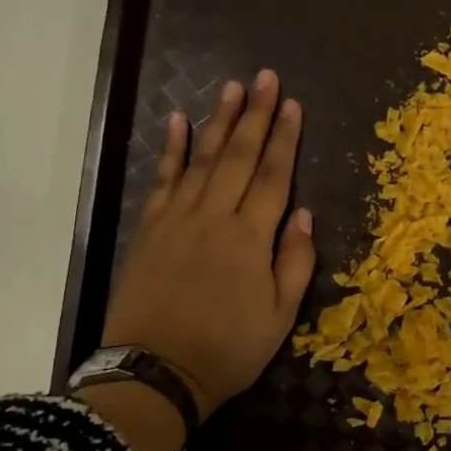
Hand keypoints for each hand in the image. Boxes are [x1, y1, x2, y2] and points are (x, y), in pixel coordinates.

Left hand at [101, 71, 316, 419]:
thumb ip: (294, 261)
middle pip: (239, 156)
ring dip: (218, 121)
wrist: (156, 373)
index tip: (292, 105)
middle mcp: (214, 217)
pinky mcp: (149, 229)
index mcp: (250, 238)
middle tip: (265, 77)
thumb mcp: (280, 316)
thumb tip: (301, 214)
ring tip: (231, 87)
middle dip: (255, 115)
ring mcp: (177, 219)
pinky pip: (163, 180)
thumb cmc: (228, 349)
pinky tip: (178, 122)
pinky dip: (172, 150)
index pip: (273, 176)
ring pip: (202, 159)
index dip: (284, 139)